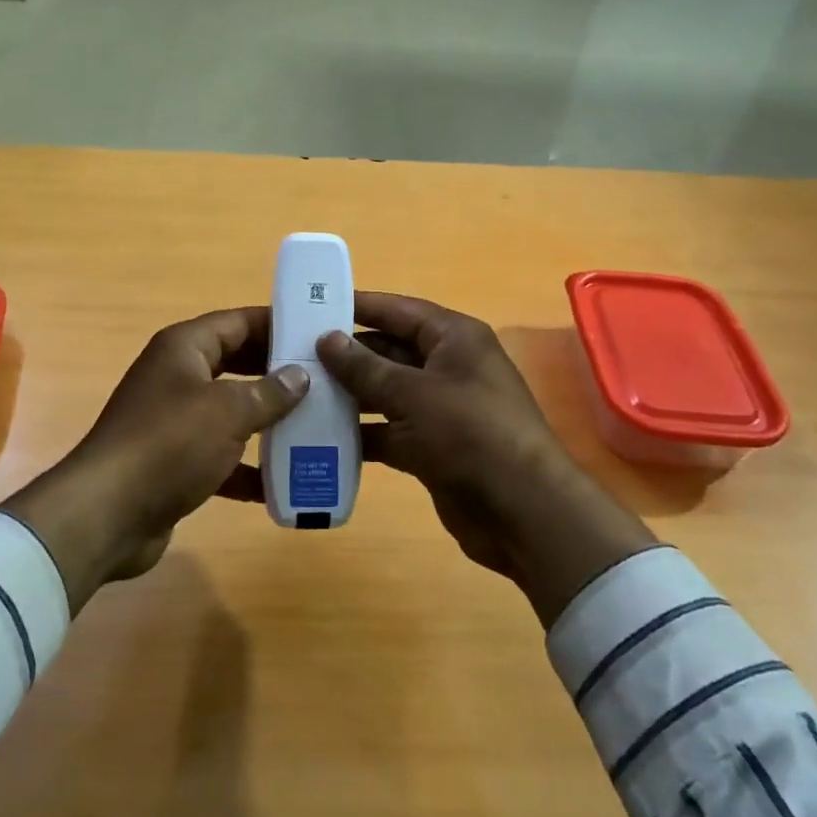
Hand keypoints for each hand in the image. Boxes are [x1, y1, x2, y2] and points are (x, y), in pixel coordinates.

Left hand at [0, 308, 307, 610]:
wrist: (108, 515)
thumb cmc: (169, 445)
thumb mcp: (227, 411)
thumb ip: (269, 392)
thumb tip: (299, 375)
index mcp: (184, 349)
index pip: (237, 322)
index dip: (276, 324)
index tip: (318, 332)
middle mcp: (177, 377)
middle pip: (236, 364)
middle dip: (277, 374)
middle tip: (326, 380)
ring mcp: (174, 421)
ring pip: (231, 412)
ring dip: (268, 421)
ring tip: (317, 426)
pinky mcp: (175, 463)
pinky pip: (221, 456)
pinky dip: (248, 467)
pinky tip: (285, 481)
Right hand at [316, 292, 655, 625]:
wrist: (522, 512)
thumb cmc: (470, 434)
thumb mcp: (413, 394)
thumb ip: (365, 366)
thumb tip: (327, 338)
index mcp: (454, 338)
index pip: (398, 310)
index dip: (358, 305)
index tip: (314, 304)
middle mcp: (448, 366)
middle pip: (389, 350)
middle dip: (346, 354)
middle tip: (294, 354)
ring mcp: (440, 409)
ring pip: (385, 392)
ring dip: (348, 394)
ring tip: (299, 392)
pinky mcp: (432, 447)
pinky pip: (388, 431)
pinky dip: (361, 433)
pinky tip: (320, 436)